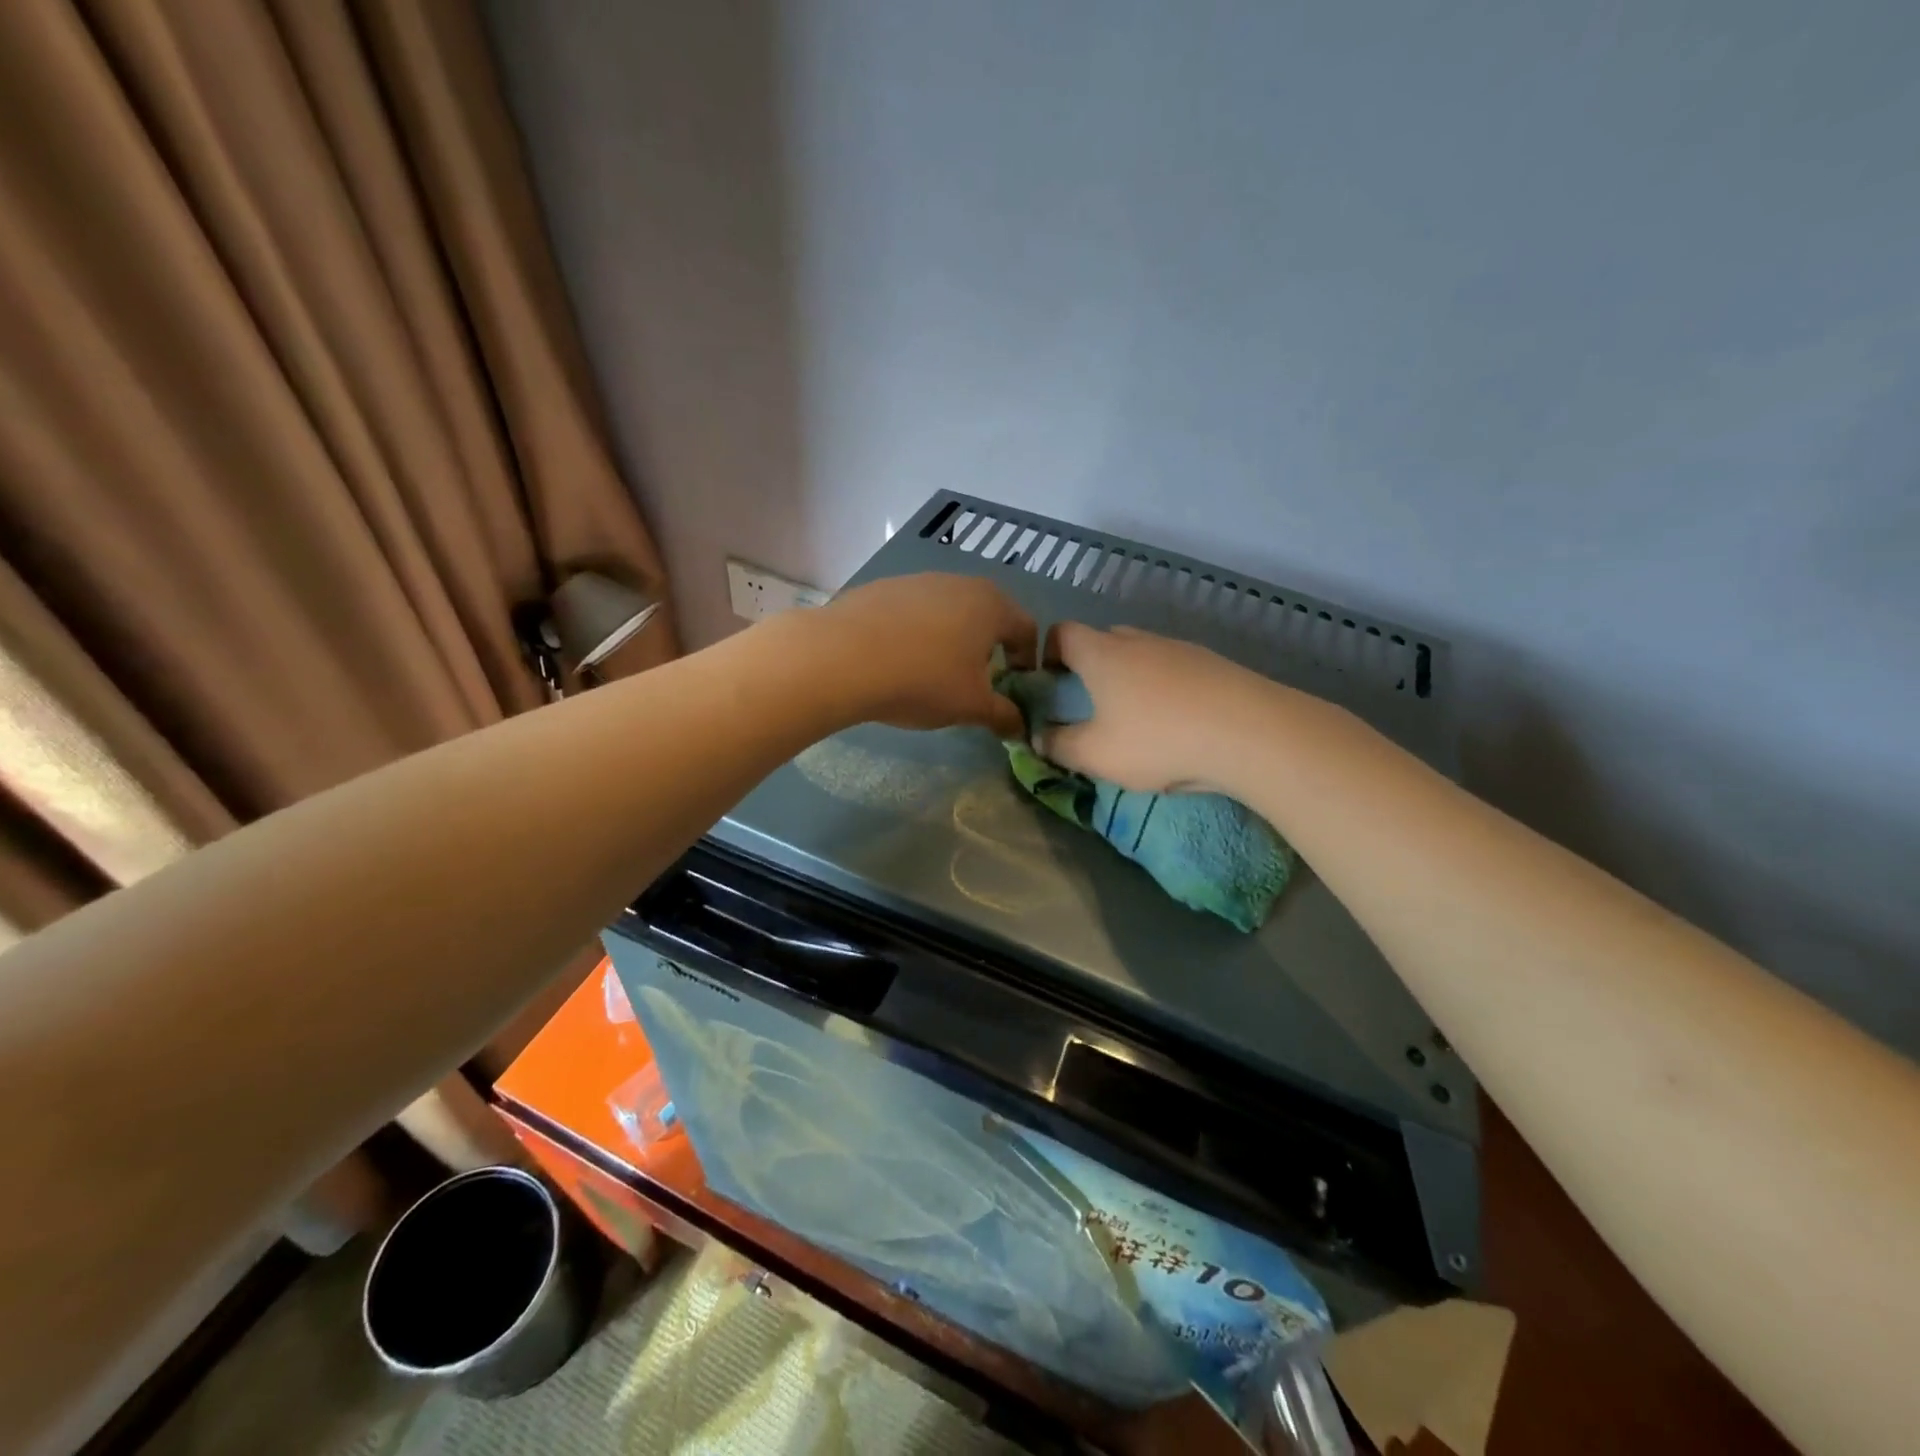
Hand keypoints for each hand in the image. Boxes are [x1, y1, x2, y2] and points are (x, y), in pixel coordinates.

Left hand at [815, 574, 1034, 736]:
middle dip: (988, 648)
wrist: (842, 657)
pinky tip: (896, 660)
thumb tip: (1019, 725)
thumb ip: (1003, 715)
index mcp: (992, 605)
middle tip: (976, 681)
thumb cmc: (923, 680)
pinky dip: (915, 633)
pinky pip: (911, 612)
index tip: (1015, 687)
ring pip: (948, 610)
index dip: (1027, 661)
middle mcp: (960, 583)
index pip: (1026, 629)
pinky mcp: (881, 588)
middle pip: (987, 615)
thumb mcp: (971, 707)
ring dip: (950, 638)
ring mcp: (918, 581)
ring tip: (933, 672)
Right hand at [1040, 623, 1255, 791]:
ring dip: (1130, 677)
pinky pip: (1174, 668)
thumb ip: (1058, 745)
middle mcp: (1138, 640)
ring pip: (1142, 653)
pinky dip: (1165, 687)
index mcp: (1102, 654)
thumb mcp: (1095, 755)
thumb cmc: (1158, 740)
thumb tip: (1038, 736)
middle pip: (1103, 639)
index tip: (1050, 683)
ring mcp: (1179, 648)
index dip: (1048, 653)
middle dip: (1089, 666)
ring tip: (1137, 717)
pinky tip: (1178, 721)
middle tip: (1090, 703)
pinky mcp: (1212, 663)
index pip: (1062, 632)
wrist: (1249, 732)